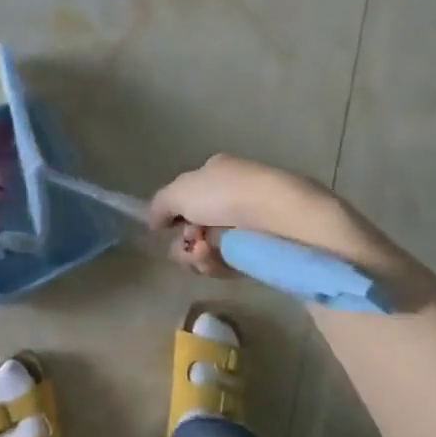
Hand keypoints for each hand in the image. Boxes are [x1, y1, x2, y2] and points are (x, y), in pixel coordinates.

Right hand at [147, 154, 351, 277]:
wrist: (280, 217)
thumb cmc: (227, 194)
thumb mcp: (181, 191)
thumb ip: (160, 205)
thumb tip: (154, 221)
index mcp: (219, 172)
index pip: (188, 195)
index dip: (174, 214)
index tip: (167, 227)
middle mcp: (234, 196)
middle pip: (194, 228)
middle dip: (185, 242)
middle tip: (189, 245)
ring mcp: (248, 226)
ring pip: (207, 250)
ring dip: (196, 256)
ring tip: (204, 254)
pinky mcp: (259, 253)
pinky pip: (226, 265)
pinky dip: (216, 265)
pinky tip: (217, 261)